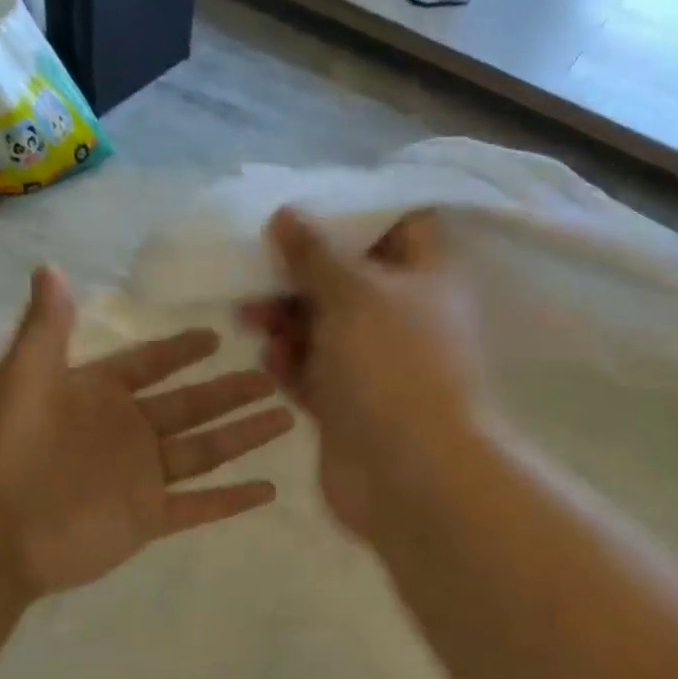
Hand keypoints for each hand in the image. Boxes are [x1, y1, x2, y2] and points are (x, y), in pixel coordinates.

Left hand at [0, 267, 292, 598]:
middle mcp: (128, 433)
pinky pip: (201, 505)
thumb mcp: (26, 377)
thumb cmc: (11, 451)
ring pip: (206, 451)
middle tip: (271, 377)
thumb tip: (50, 266)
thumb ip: (47, 326)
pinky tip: (270, 489)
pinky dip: (233, 500)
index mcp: (100, 396)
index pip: (149, 365)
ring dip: (245, 436)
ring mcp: (143, 477)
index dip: (180, 350)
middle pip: (192, 406)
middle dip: (231, 392)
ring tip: (286, 419)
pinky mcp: (150, 518)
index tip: (216, 336)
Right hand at [239, 208, 485, 541]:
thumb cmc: (393, 366)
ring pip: (326, 327)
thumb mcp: (354, 293)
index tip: (306, 205)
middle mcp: (405, 318)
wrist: (411, 473)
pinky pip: (315, 373)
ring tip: (250, 317)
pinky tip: (270, 361)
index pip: (402, 225)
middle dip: (302, 272)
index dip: (357, 212)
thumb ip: (316, 253)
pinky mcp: (350, 406)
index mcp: (427, 278)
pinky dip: (292, 363)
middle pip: (350, 278)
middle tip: (258, 266)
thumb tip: (288, 214)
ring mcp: (377, 365)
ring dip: (287, 318)